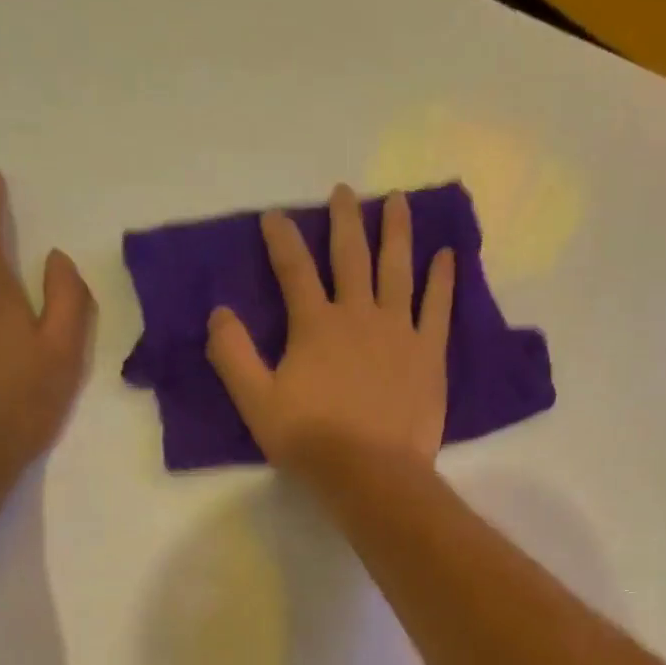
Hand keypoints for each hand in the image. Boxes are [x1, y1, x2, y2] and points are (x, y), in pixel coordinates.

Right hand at [206, 183, 454, 473]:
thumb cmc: (312, 441)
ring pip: (397, 269)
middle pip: (351, 256)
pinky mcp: (429, 353)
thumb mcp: (256, 402)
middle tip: (344, 192)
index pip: (293, 269)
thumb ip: (233, 355)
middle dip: (345, 220)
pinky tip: (446, 255)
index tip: (274, 216)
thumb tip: (219, 312)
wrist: (372, 472)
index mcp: (315, 325)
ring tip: (398, 201)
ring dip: (396, 232)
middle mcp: (358, 314)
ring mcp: (399, 330)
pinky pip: (438, 307)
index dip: (282, 239)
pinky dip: (442, 279)